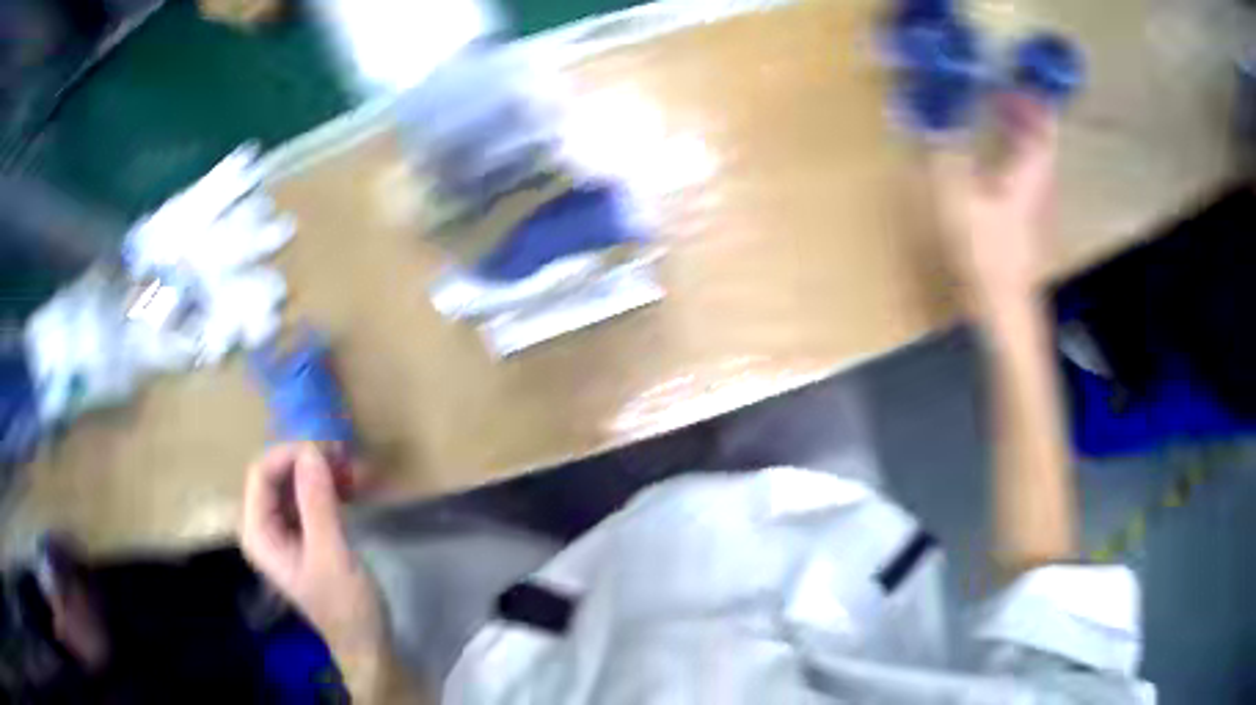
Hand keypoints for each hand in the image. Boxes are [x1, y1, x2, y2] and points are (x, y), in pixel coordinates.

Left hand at [240, 443, 383, 655]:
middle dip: (309, 462)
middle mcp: (264, 526)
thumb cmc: (345, 606)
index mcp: (258, 534)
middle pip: (276, 475)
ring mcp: (282, 529)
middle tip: (347, 458)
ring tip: (355, 470)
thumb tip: (311, 450)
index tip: (328, 452)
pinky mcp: (302, 533)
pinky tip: (353, 486)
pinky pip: (308, 497)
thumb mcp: (332, 555)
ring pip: (294, 483)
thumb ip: (317, 504)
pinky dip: (329, 487)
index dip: (290, 455)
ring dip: (322, 472)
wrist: (365, 643)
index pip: (261, 474)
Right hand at [932, 94, 1057, 309]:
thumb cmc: (988, 252)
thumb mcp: (960, 198)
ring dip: (1019, 128)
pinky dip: (1014, 151)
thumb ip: (946, 153)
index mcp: (1031, 171)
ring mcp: (1037, 200)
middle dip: (1023, 107)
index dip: (1033, 96)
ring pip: (1035, 153)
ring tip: (994, 109)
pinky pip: (1027, 170)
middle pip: (1041, 135)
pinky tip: (995, 152)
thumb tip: (925, 115)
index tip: (1017, 74)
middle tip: (996, 87)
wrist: (1005, 304)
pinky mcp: (1029, 216)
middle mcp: (1041, 181)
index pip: (1043, 123)